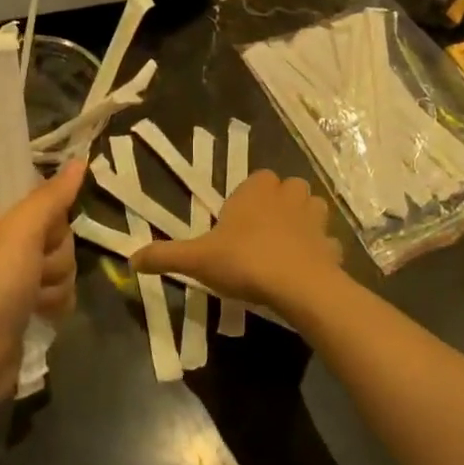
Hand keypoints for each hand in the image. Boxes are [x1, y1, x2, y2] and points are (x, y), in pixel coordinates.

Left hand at [0, 161, 85, 405]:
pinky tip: (40, 314)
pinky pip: (59, 290)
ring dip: (55, 282)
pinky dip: (54, 303)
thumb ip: (53, 195)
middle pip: (56, 232)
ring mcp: (12, 275)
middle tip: (34, 270)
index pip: (40, 198)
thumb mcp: (22, 231)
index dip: (50, 217)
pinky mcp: (23, 304)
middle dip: (54, 255)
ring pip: (62, 263)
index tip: (42, 232)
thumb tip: (80, 160)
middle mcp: (0, 241)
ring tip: (33, 300)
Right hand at [133, 170, 341, 318]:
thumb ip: (165, 256)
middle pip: (289, 188)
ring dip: (304, 220)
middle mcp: (288, 196)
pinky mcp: (332, 245)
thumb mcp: (197, 259)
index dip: (250, 196)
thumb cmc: (244, 261)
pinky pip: (327, 242)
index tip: (237, 221)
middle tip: (262, 230)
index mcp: (256, 191)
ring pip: (313, 208)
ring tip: (287, 244)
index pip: (258, 178)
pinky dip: (320, 251)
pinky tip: (307, 268)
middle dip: (280, 202)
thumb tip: (131, 260)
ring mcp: (315, 219)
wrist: (297, 286)